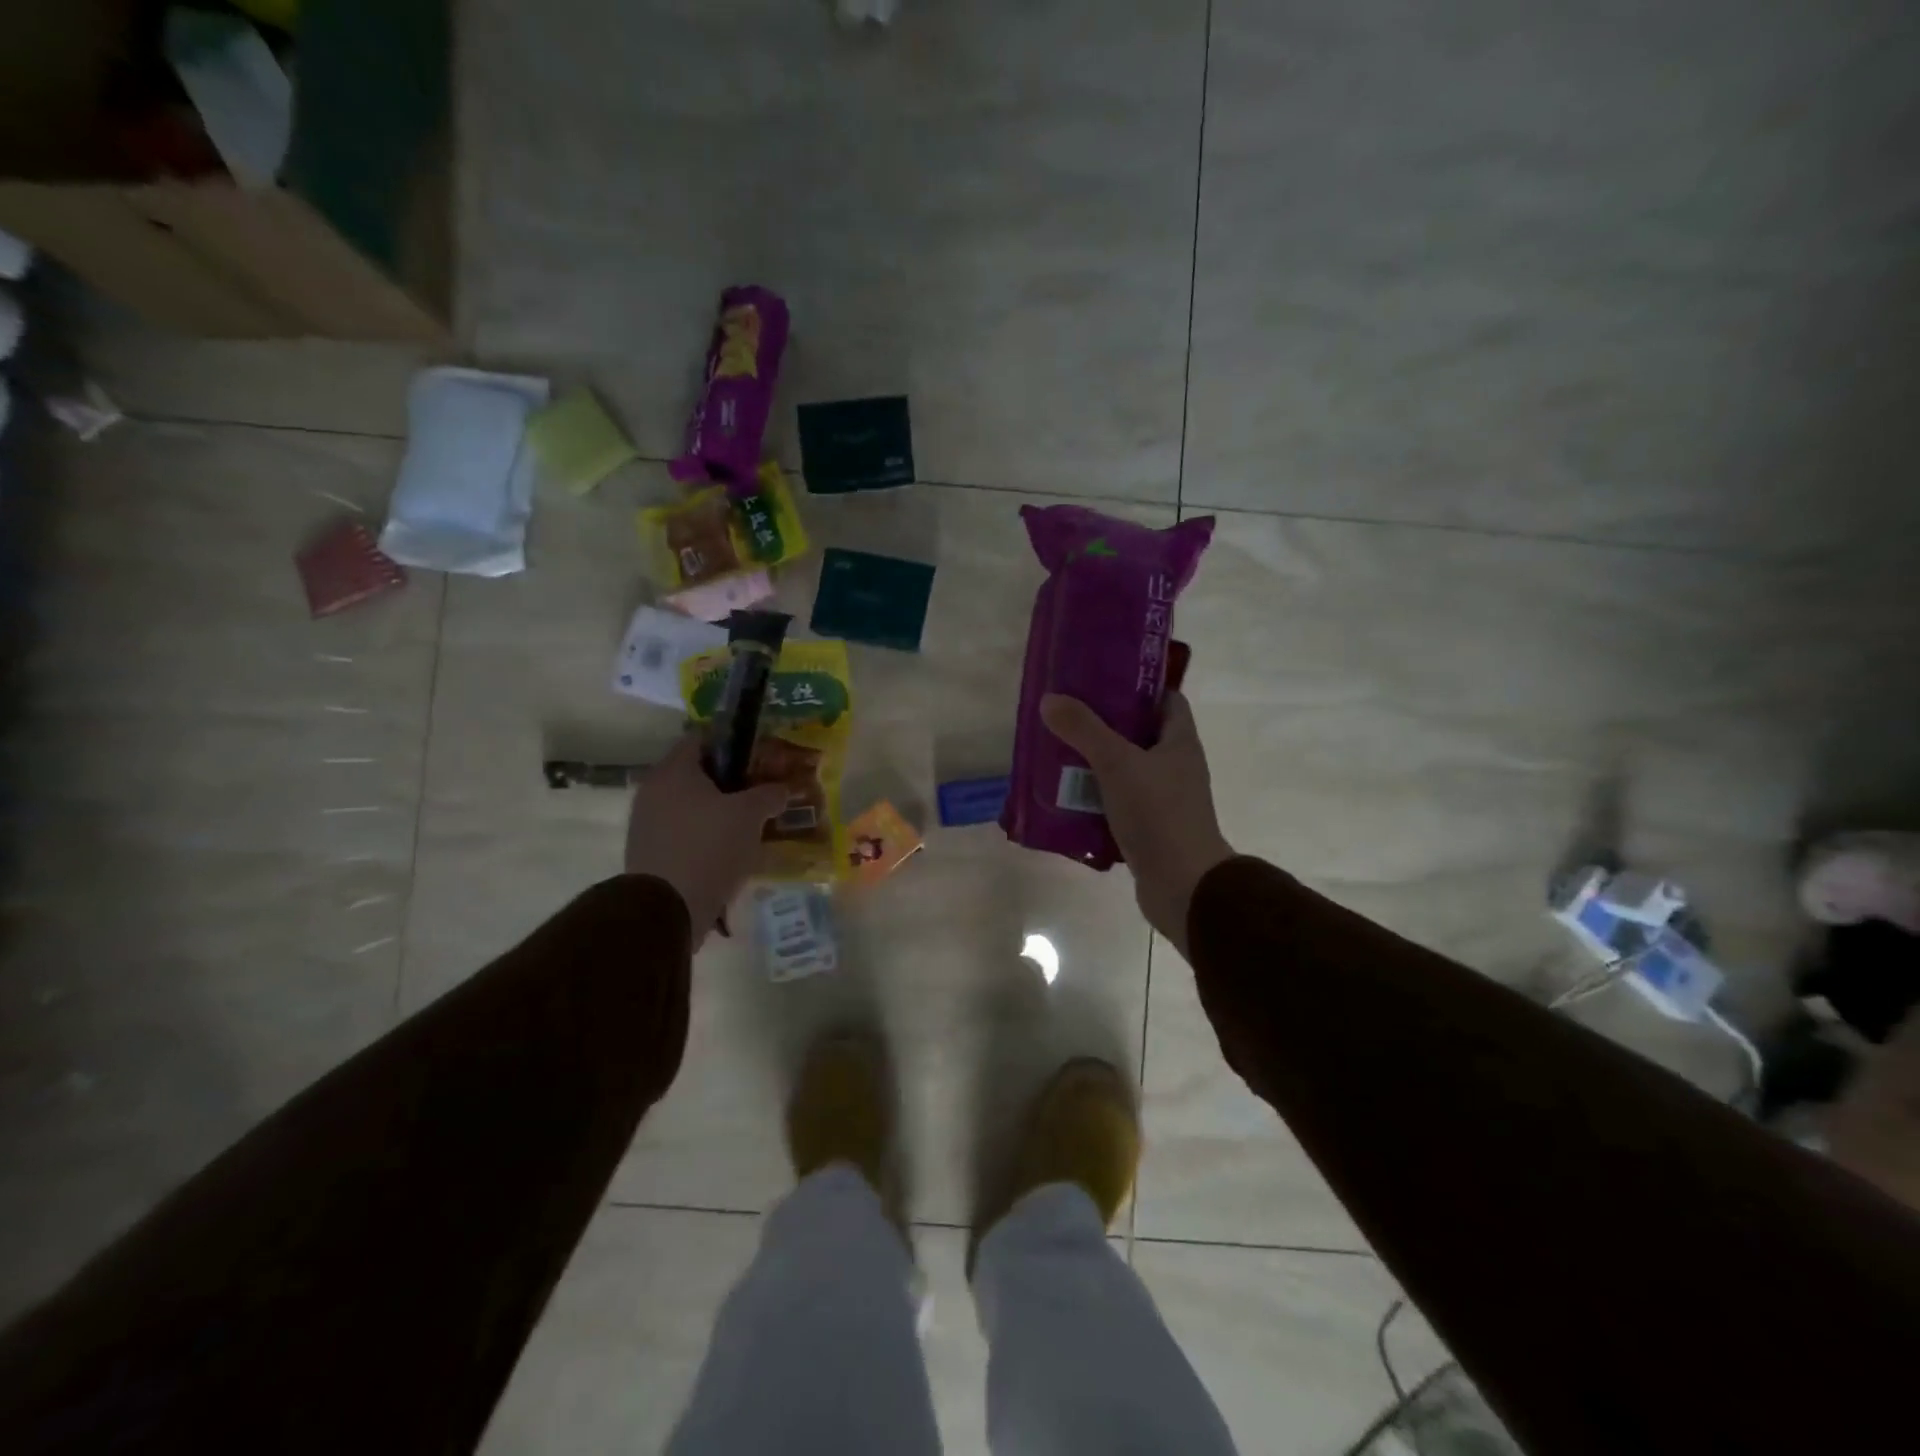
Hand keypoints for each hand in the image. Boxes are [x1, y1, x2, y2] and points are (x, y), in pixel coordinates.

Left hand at [624, 734, 788, 946]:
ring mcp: (647, 823)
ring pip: (691, 806)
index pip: (702, 738)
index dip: (734, 745)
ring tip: (750, 827)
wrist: (666, 909)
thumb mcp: (750, 815)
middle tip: (761, 794)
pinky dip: (705, 837)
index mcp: (674, 770)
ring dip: (718, 813)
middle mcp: (653, 790)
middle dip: (731, 783)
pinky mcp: (649, 853)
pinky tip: (730, 852)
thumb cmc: (709, 847)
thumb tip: (781, 789)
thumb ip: (769, 795)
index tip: (760, 758)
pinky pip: (683, 833)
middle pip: (697, 774)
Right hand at [1040, 690, 1234, 955]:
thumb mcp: (1117, 763)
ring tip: (1058, 754)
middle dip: (1105, 725)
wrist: (1183, 885)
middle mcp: (1176, 767)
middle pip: (1140, 735)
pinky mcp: (1150, 828)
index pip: (1167, 700)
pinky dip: (1096, 799)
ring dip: (1096, 764)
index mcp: (1180, 742)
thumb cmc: (1158, 814)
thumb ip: (1084, 730)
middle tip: (1067, 716)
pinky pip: (1119, 803)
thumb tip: (1051, 699)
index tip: (1103, 681)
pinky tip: (1066, 798)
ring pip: (1126, 771)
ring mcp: (1164, 800)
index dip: (1139, 687)